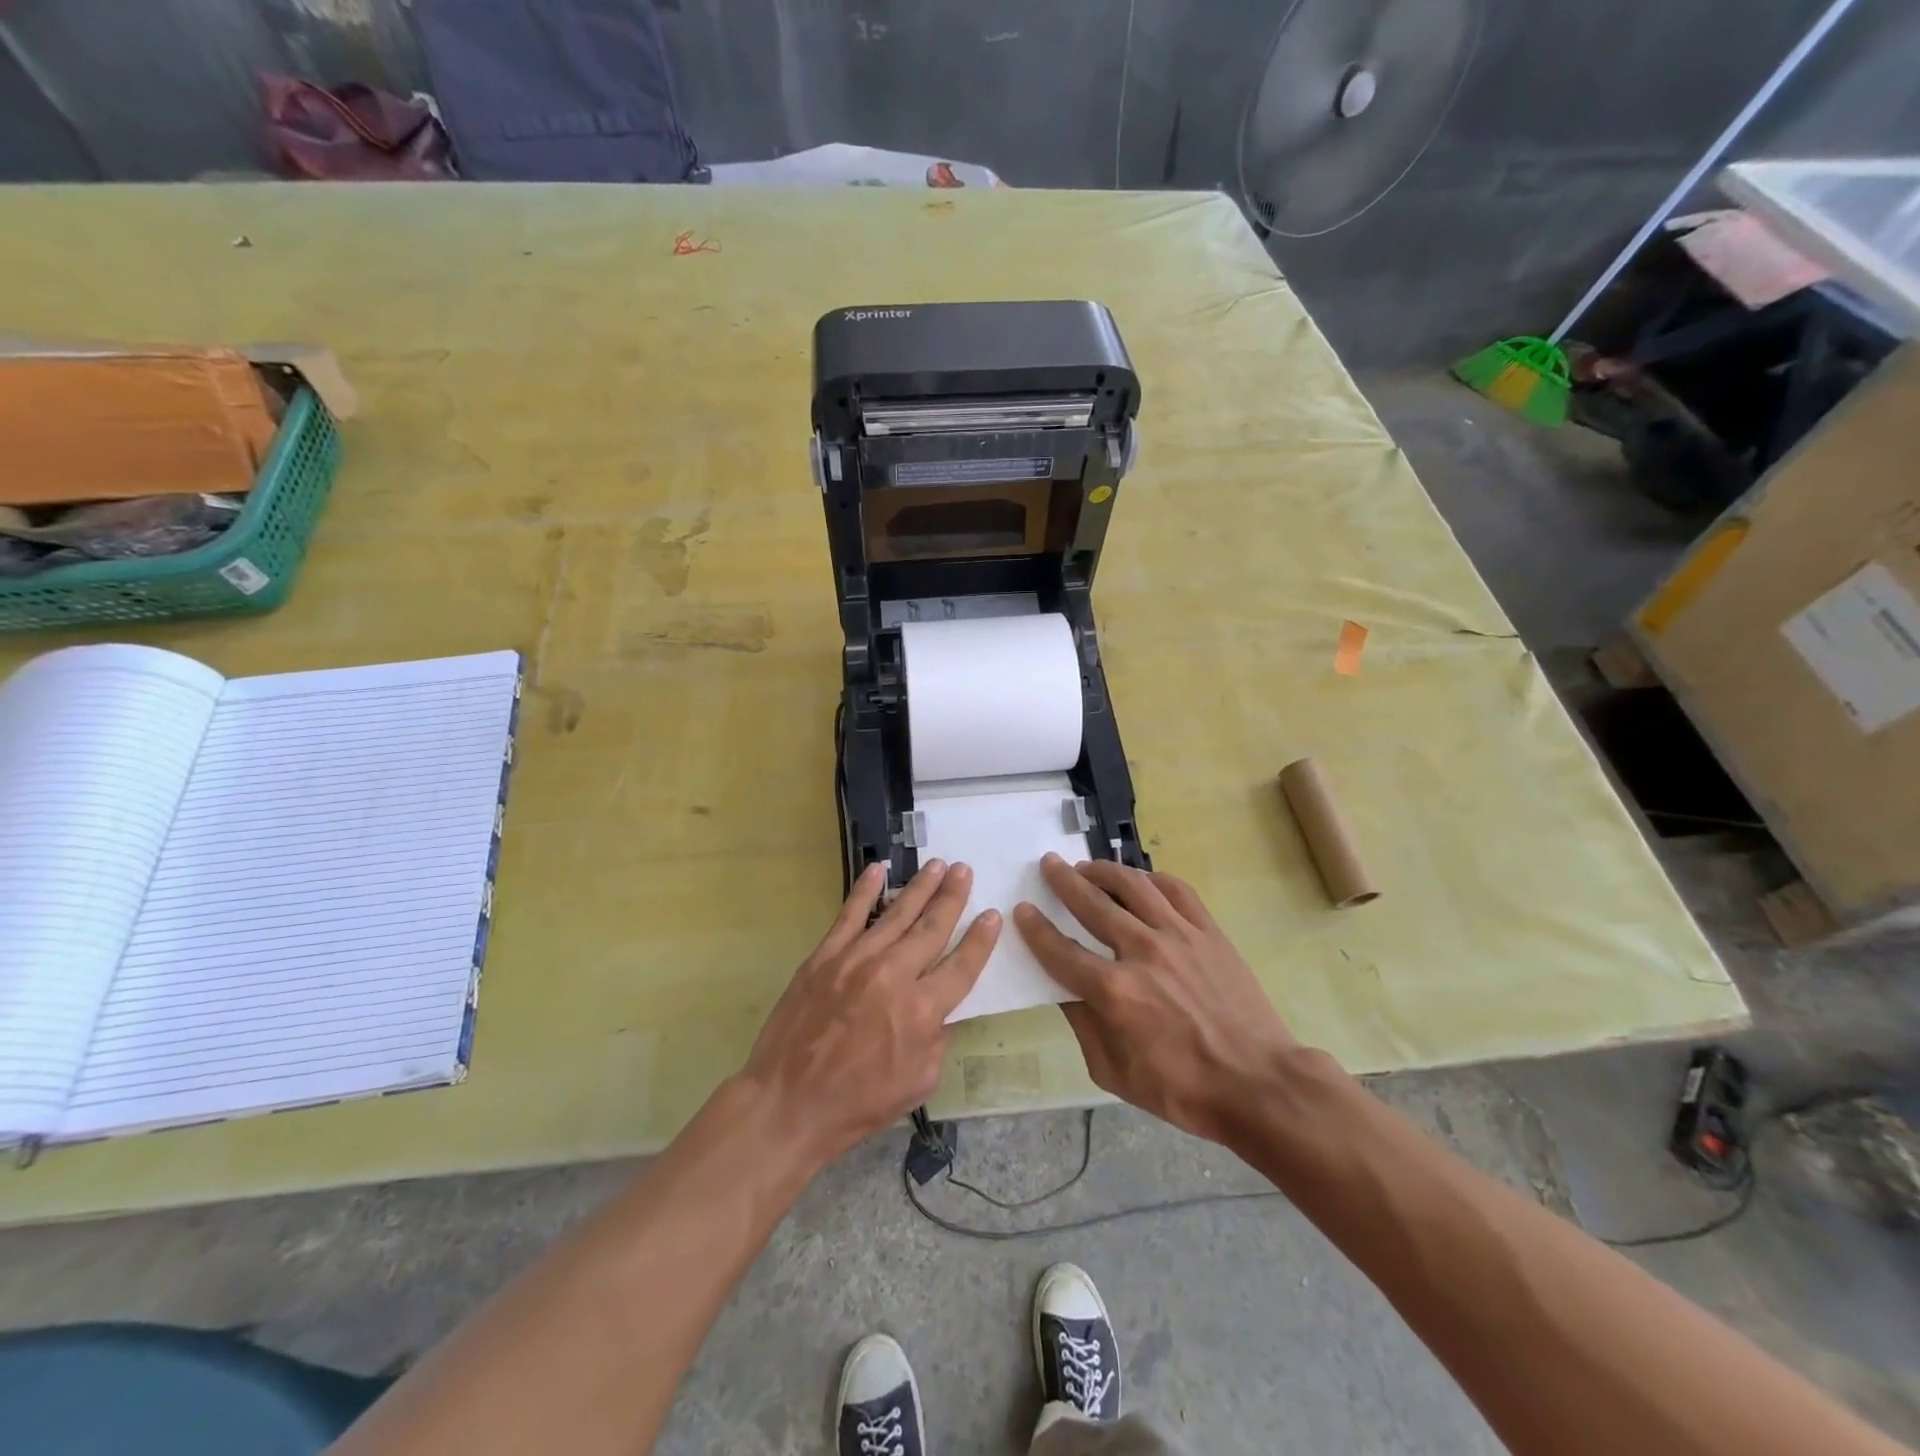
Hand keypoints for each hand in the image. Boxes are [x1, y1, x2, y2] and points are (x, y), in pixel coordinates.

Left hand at [740, 859, 999, 1168]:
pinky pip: (850, 915)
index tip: (993, 914)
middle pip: (932, 928)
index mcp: (922, 1010)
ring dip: (921, 887)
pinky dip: (865, 890)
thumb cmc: (857, 1102)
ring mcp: (856, 959)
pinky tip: (878, 869)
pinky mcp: (825, 956)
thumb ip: (937, 1040)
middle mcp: (894, 975)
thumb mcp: (918, 1083)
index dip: (980, 939)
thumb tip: (941, 1010)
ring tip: (939, 865)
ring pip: (897, 914)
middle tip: (965, 870)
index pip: (962, 965)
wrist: (787, 1103)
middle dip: (953, 897)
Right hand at [1014, 854, 1298, 1145]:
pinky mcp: (1208, 932)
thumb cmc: (1183, 1089)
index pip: (1061, 951)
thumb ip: (1084, 1027)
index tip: (1023, 909)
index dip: (1037, 929)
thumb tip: (1066, 991)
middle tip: (1049, 864)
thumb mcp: (1115, 1073)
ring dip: (1104, 870)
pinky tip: (1140, 879)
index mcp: (1114, 992)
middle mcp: (1142, 952)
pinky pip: (1176, 891)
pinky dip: (1152, 879)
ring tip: (1087, 865)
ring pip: (1133, 886)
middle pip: (1092, 904)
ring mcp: (1179, 936)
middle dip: (1064, 881)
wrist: (1259, 1083)